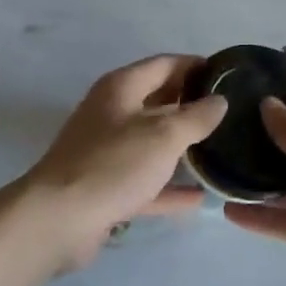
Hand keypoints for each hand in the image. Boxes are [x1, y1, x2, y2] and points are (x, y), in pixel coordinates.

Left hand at [22, 54, 226, 268]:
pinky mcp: (106, 186)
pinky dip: (169, 186)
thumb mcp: (163, 136)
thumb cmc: (113, 164)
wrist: (57, 221)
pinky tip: (199, 197)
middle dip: (191, 104)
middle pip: (158, 100)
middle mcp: (112, 112)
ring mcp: (107, 151)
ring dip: (181, 146)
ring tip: (219, 149)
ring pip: (152, 141)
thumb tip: (219, 100)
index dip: (195, 66)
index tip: (226, 75)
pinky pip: (146, 180)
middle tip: (228, 112)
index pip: (165, 64)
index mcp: (122, 87)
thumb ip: (196, 116)